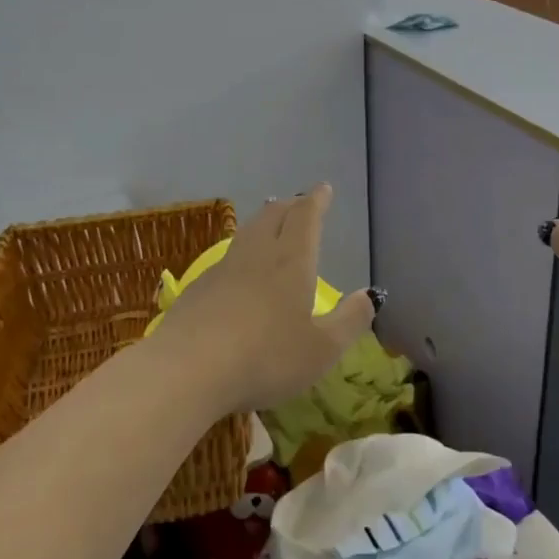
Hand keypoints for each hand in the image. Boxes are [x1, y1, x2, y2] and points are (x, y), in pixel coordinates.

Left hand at [151, 184, 376, 414]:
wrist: (188, 369)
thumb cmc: (266, 357)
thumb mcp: (322, 349)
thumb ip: (350, 320)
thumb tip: (370, 295)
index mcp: (292, 262)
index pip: (305, 218)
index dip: (316, 200)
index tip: (323, 188)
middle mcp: (257, 256)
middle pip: (272, 217)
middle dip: (290, 206)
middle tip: (299, 203)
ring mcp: (222, 270)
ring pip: (246, 234)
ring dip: (262, 222)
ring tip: (270, 222)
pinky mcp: (196, 289)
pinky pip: (226, 259)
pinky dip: (240, 253)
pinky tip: (238, 270)